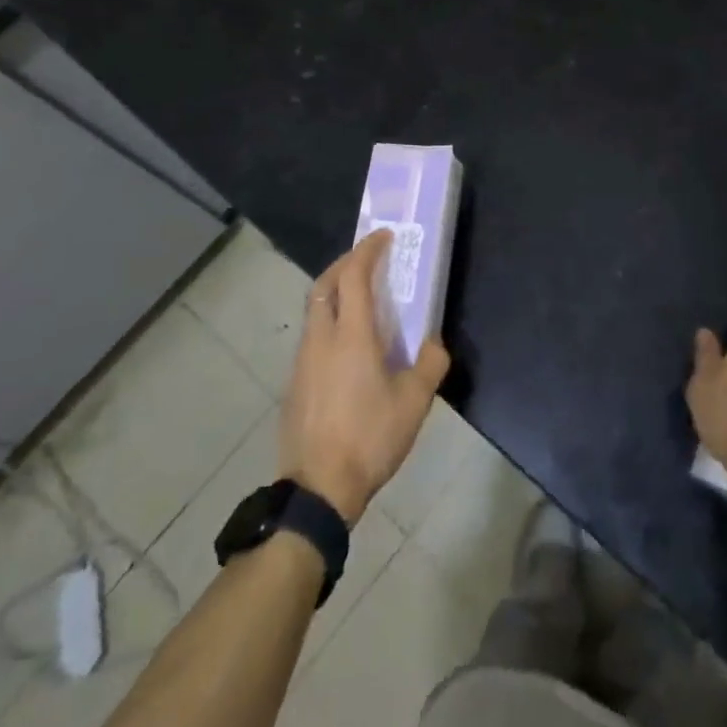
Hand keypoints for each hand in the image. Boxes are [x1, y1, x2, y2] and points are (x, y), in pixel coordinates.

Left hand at [280, 229, 450, 523]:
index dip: (368, 250)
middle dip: (345, 263)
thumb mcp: (414, 403)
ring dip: (335, 292)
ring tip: (362, 300)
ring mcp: (302, 360)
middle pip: (324, 284)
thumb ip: (430, 364)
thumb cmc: (370, 438)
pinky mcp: (294, 382)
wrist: (318, 489)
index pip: (354, 275)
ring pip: (314, 309)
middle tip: (369, 259)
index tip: (384, 237)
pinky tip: (348, 346)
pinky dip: (329, 321)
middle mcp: (321, 338)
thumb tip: (432, 343)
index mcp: (351, 336)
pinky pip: (312, 335)